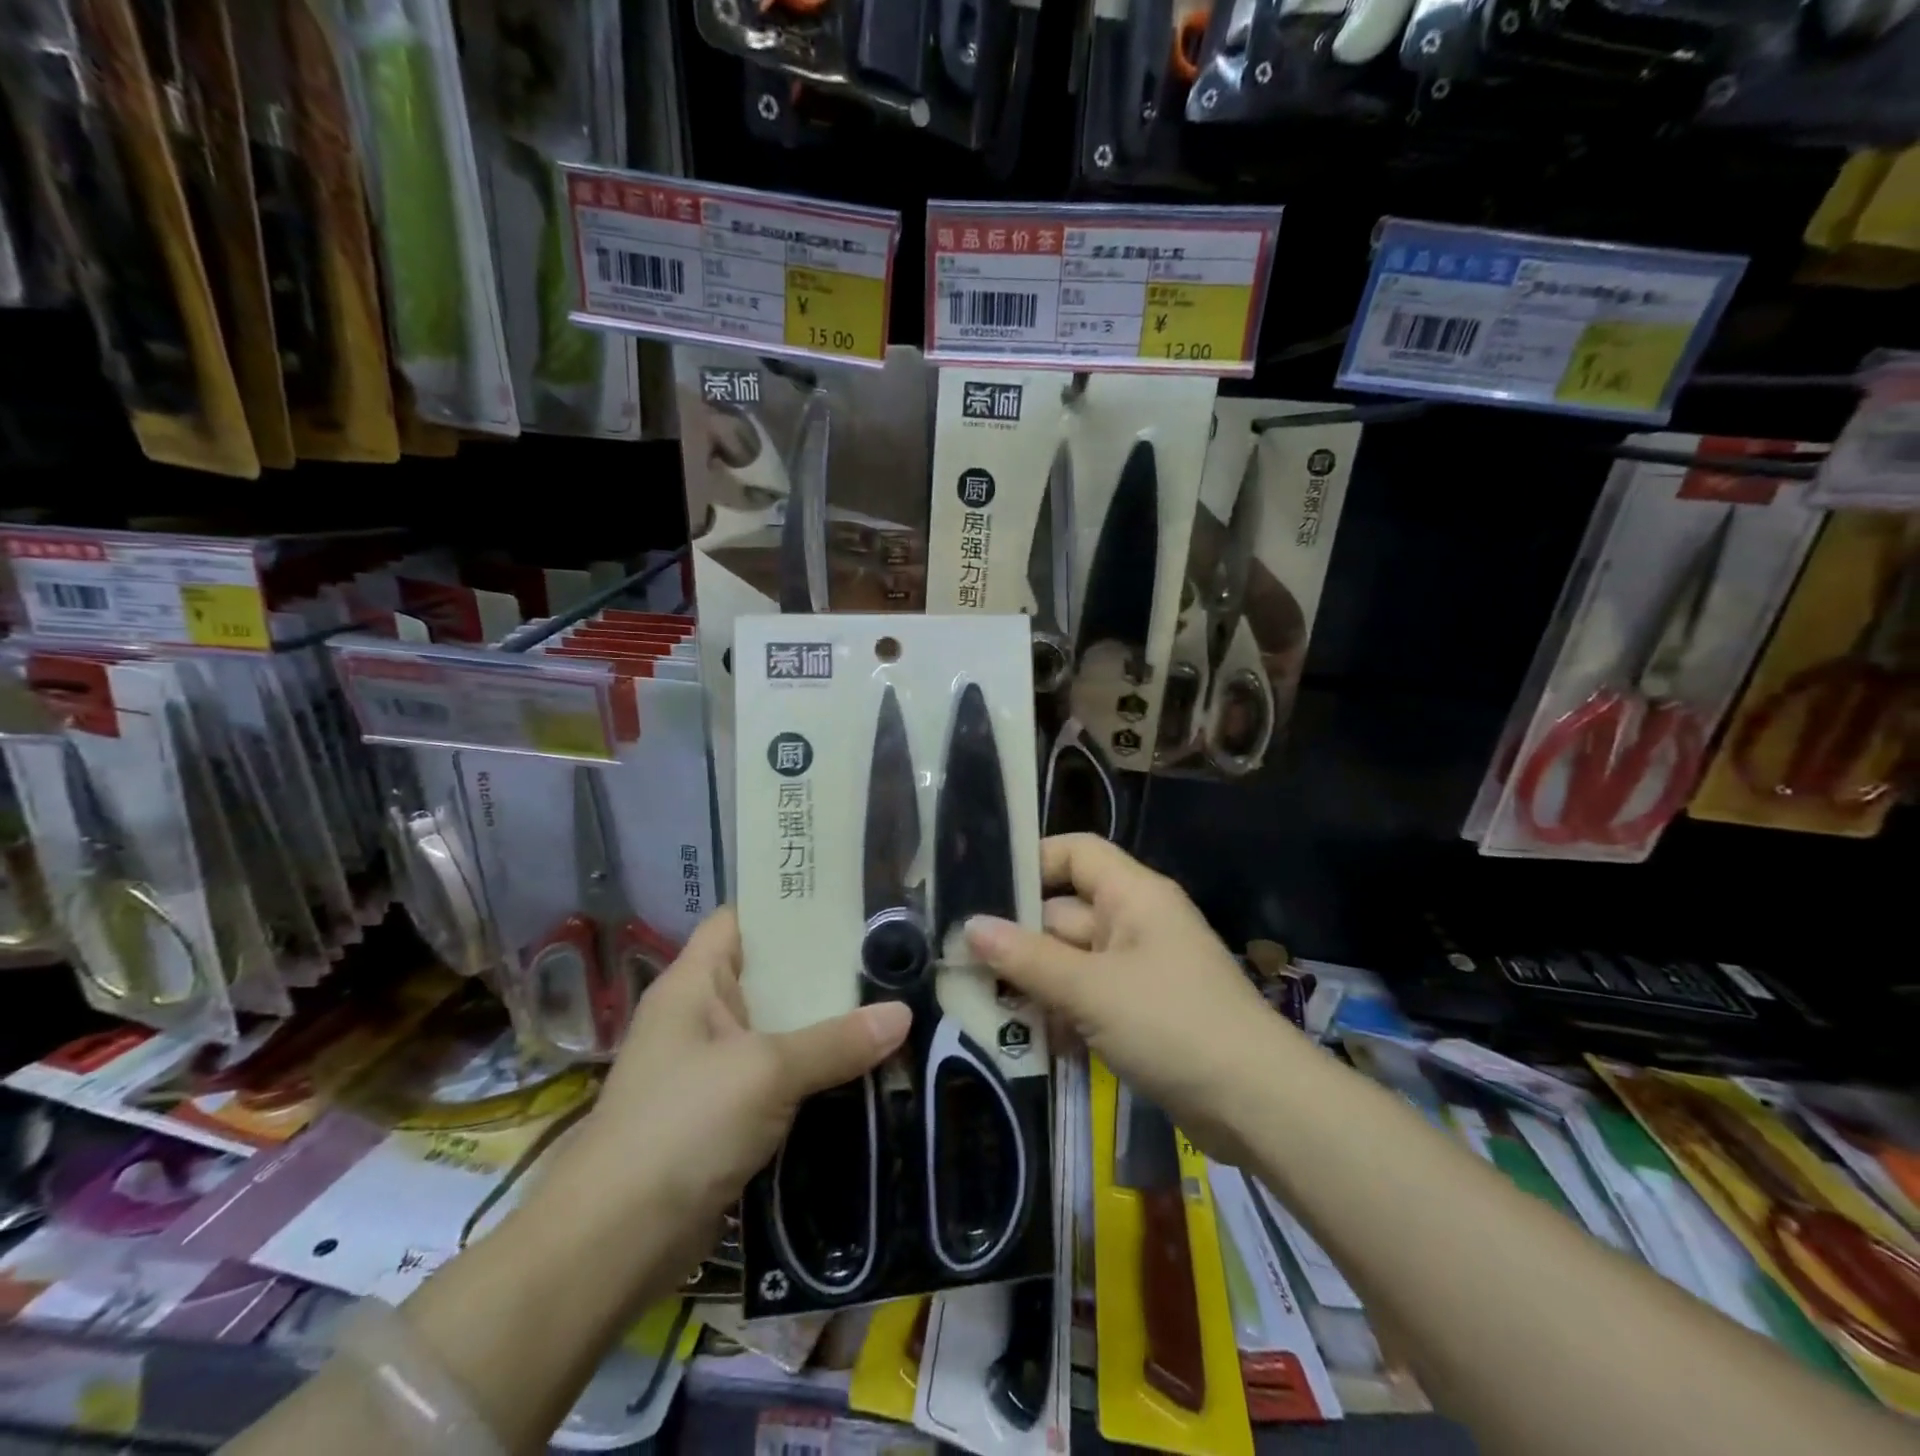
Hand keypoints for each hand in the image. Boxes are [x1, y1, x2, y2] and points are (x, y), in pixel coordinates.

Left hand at [531, 907, 910, 1280]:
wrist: (614, 1244)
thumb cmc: (683, 1126)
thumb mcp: (766, 1071)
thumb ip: (836, 1041)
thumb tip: (903, 1014)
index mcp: (693, 983)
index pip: (741, 920)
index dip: (788, 907)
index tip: (847, 904)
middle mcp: (700, 1016)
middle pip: (769, 976)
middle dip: (824, 970)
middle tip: (887, 956)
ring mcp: (711, 1068)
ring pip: (778, 1030)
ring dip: (825, 1026)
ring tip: (889, 1005)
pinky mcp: (724, 1115)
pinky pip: (778, 1077)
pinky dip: (814, 1073)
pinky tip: (863, 1068)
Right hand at [964, 834, 1287, 1164]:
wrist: (1257, 1106)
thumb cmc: (1172, 1025)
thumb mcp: (1091, 990)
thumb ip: (1027, 958)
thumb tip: (971, 926)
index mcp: (1133, 896)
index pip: (1076, 852)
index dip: (1032, 861)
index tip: (982, 890)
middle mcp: (1135, 923)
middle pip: (1064, 912)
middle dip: (1018, 938)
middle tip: (961, 960)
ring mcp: (1138, 970)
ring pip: (1071, 961)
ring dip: (1034, 983)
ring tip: (981, 1004)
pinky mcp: (1140, 1013)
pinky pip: (1087, 998)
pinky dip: (1060, 1014)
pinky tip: (1028, 1041)